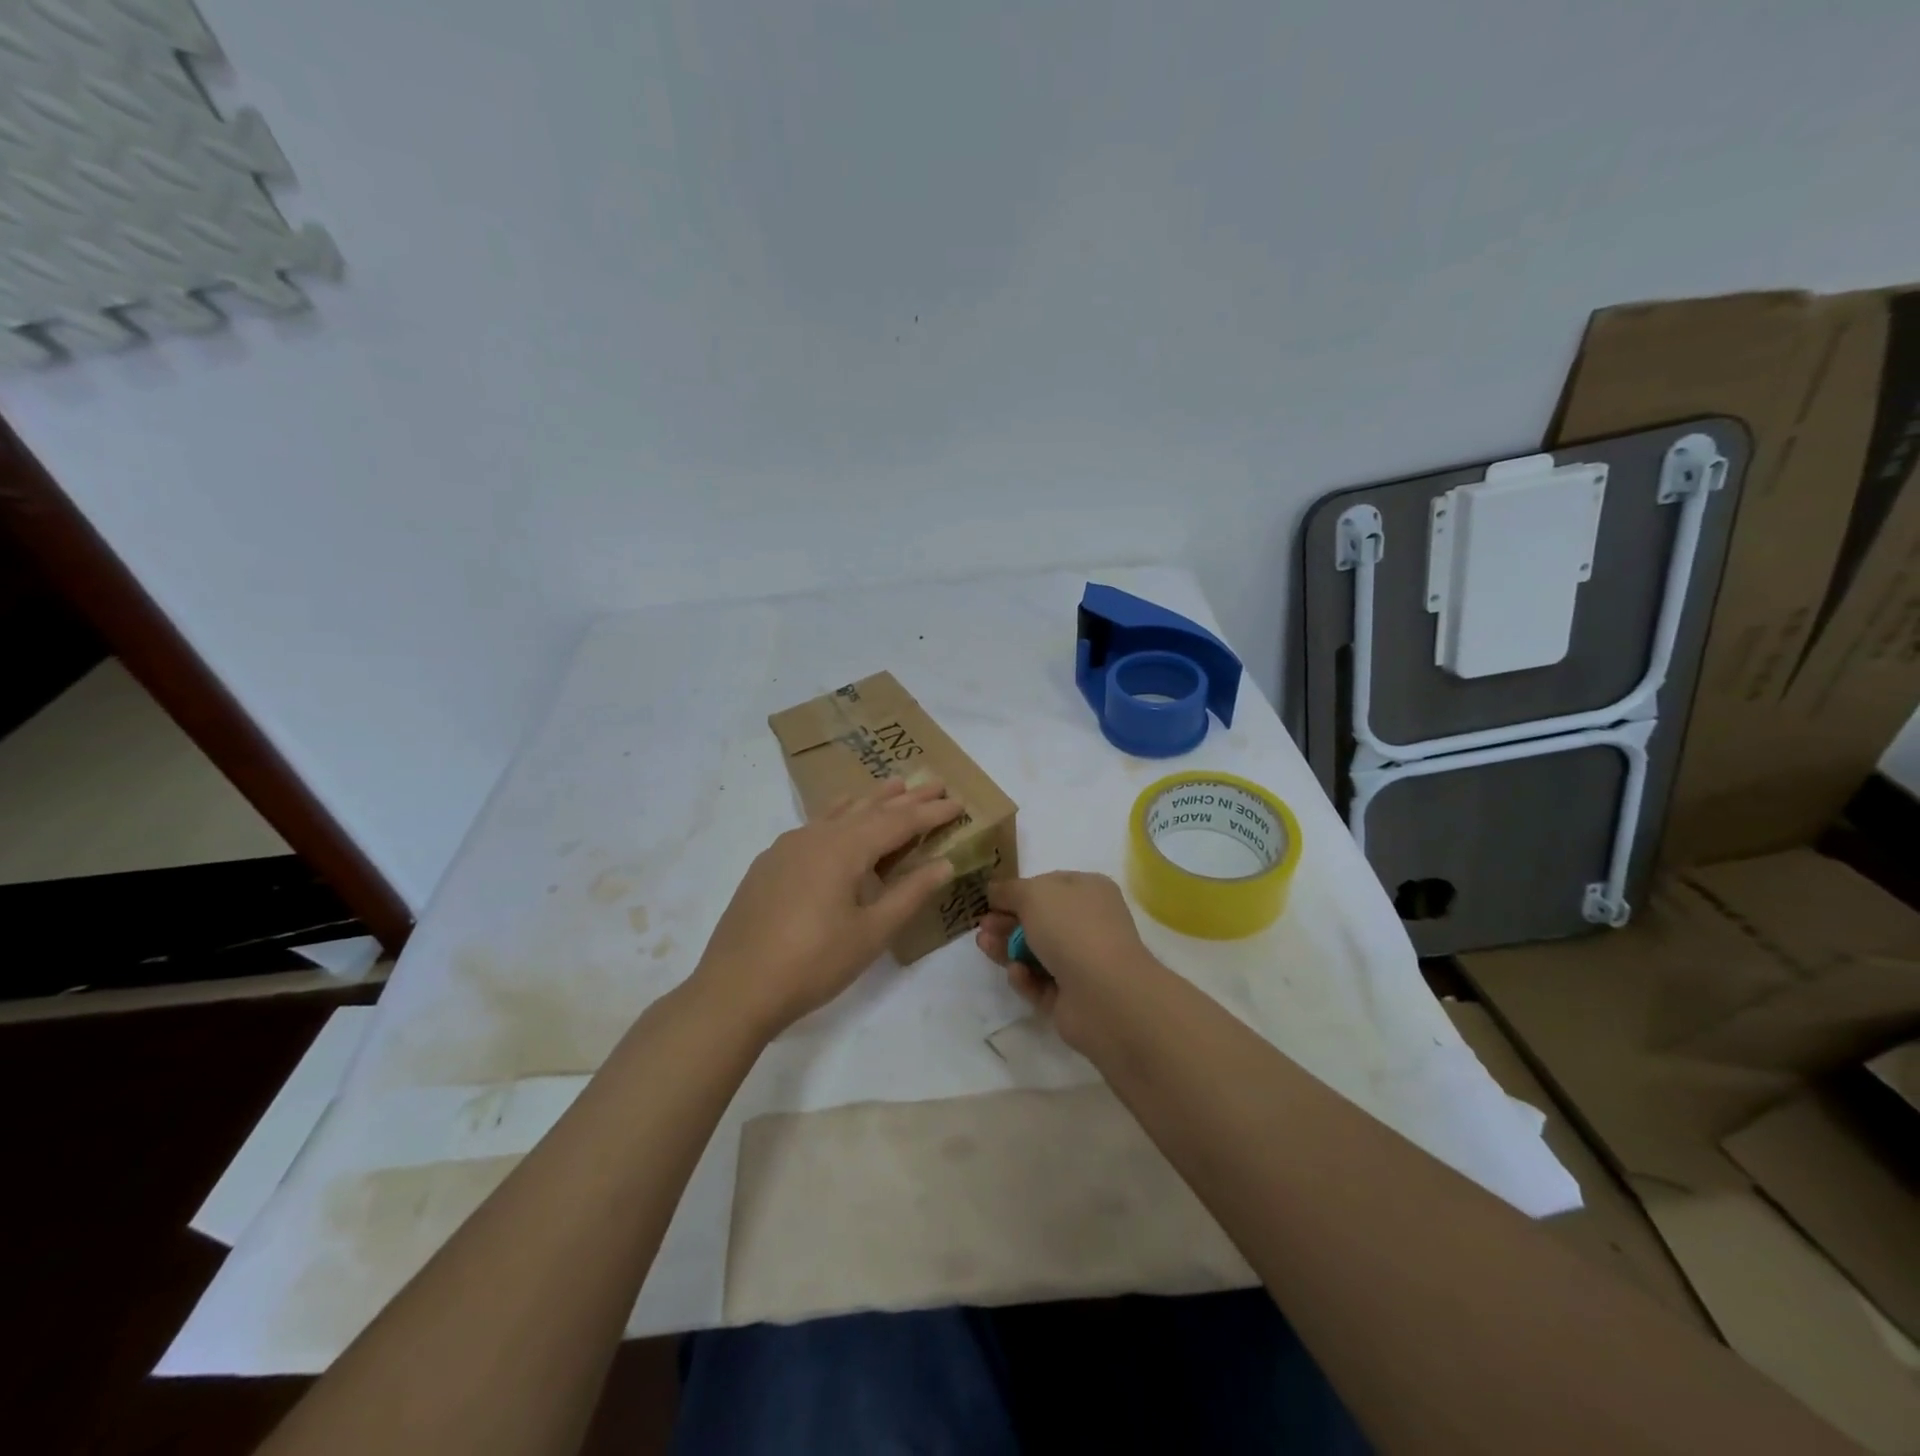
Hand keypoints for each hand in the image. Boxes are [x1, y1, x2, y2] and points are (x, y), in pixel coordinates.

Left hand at [690, 780, 962, 1038]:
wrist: (735, 988)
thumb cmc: (813, 963)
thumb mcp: (871, 933)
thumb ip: (909, 894)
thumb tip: (944, 863)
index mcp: (844, 848)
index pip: (898, 821)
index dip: (931, 812)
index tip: (958, 801)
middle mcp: (816, 835)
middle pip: (869, 808)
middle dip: (905, 798)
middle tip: (935, 782)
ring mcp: (787, 847)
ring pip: (838, 813)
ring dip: (870, 801)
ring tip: (894, 787)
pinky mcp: (769, 864)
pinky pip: (814, 827)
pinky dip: (838, 816)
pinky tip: (839, 821)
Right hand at [974, 871, 1157, 1052]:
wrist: (1105, 994)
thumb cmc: (1071, 929)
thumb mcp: (1033, 894)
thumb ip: (1009, 890)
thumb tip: (994, 890)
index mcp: (1089, 891)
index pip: (1049, 885)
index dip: (1019, 891)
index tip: (990, 899)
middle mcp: (1089, 924)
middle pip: (1039, 920)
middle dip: (1007, 922)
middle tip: (982, 927)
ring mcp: (1083, 962)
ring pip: (1035, 952)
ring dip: (1008, 948)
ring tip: (984, 945)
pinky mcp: (1072, 997)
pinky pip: (1040, 983)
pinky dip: (1025, 978)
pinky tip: (1017, 973)